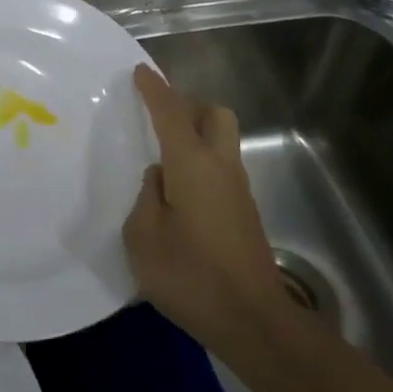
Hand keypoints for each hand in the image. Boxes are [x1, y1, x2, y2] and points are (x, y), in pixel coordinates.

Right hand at [124, 63, 283, 351]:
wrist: (252, 320)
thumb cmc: (190, 275)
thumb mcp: (143, 237)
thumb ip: (145, 197)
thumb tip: (159, 178)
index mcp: (192, 164)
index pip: (171, 112)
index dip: (155, 89)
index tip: (140, 71)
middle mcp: (221, 166)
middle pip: (214, 115)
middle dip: (188, 106)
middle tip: (158, 121)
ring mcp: (238, 189)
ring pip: (221, 141)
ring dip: (196, 135)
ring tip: (162, 159)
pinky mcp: (244, 212)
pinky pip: (221, 168)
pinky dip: (200, 163)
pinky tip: (178, 193)